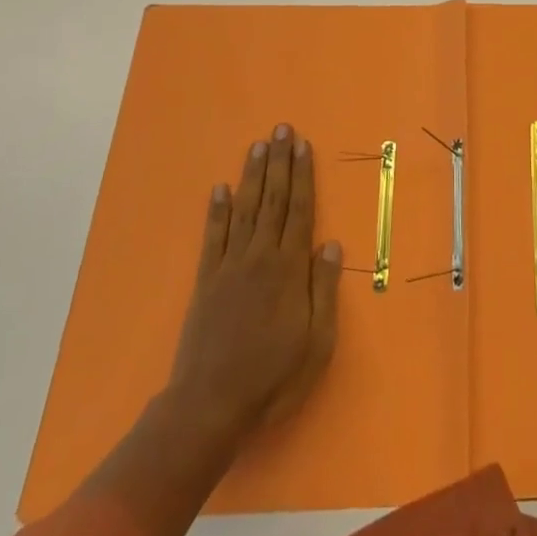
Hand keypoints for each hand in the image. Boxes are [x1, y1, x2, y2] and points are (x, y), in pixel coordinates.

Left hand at [171, 123, 342, 436]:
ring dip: (252, 175)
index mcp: (289, 268)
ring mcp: (229, 266)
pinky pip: (213, 237)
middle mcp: (260, 256)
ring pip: (245, 209)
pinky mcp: (206, 281)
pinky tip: (221, 188)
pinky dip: (217, 210)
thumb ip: (323, 290)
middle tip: (281, 129)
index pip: (299, 209)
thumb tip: (330, 244)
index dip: (302, 175)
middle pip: (273, 199)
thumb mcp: (316, 342)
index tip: (303, 145)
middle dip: (278, 162)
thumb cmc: (272, 377)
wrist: (210, 407)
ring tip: (258, 145)